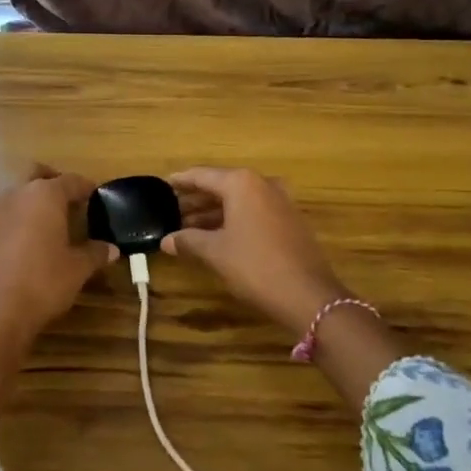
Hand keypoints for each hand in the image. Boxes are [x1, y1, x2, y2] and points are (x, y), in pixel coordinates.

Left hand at [0, 165, 116, 427]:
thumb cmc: (45, 282)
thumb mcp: (78, 269)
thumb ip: (95, 253)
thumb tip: (111, 249)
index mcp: (45, 196)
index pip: (70, 181)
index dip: (86, 187)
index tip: (96, 195)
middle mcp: (17, 196)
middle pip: (36, 174)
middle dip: (53, 181)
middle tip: (69, 199)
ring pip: (18, 195)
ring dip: (34, 202)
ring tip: (51, 223)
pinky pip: (6, 218)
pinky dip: (19, 222)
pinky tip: (29, 245)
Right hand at [164, 166, 400, 413]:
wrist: (308, 295)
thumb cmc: (255, 266)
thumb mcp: (215, 252)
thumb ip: (188, 241)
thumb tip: (166, 240)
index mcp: (241, 184)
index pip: (202, 175)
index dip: (180, 181)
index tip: (162, 185)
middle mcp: (262, 184)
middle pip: (221, 186)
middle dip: (196, 199)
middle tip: (171, 210)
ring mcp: (280, 202)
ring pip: (238, 201)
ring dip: (213, 212)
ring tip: (187, 226)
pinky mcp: (289, 221)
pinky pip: (253, 212)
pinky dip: (233, 219)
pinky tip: (216, 236)